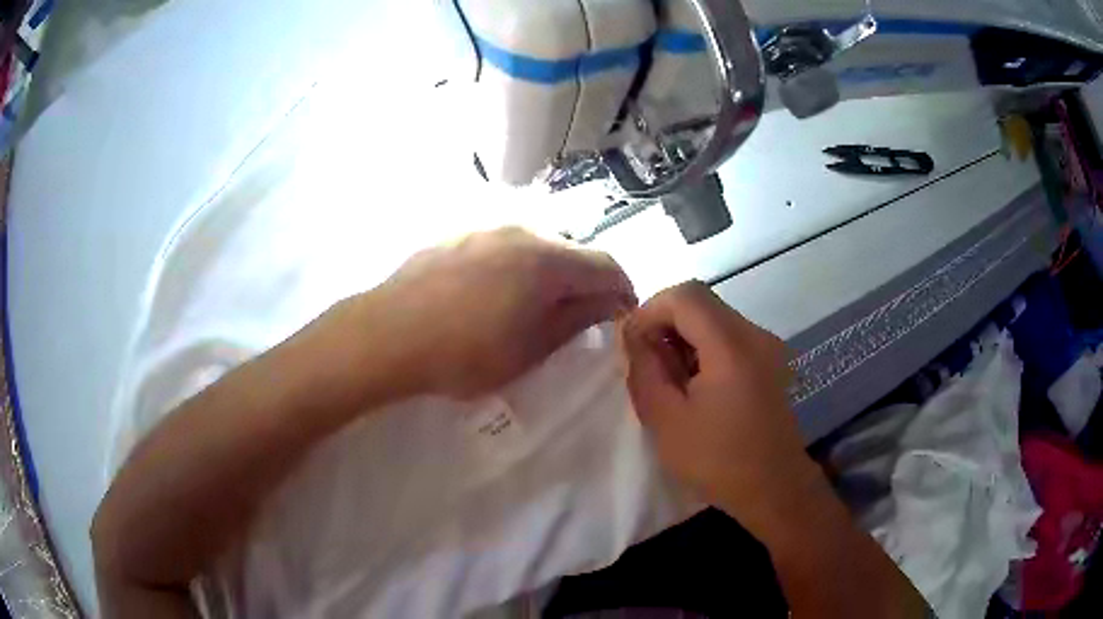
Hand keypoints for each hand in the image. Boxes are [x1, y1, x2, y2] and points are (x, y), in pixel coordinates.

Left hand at [344, 227, 635, 398]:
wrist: (387, 335)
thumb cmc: (466, 353)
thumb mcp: (532, 348)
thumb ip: (577, 319)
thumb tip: (609, 301)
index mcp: (548, 259)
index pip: (607, 265)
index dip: (623, 291)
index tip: (622, 316)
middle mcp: (521, 231)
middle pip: (571, 252)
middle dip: (585, 282)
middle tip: (579, 317)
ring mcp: (485, 229)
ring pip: (535, 247)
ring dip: (549, 273)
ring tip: (534, 306)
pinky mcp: (456, 236)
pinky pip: (502, 247)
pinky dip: (515, 267)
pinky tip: (493, 294)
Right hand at [621, 281, 816, 531]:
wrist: (774, 488)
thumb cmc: (718, 461)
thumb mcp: (666, 420)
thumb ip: (644, 369)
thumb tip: (632, 334)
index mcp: (732, 347)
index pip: (685, 296)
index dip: (651, 310)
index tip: (634, 344)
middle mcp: (755, 335)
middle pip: (701, 302)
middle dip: (666, 323)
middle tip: (648, 363)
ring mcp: (767, 346)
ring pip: (714, 318)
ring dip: (684, 336)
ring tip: (670, 378)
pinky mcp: (770, 360)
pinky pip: (729, 336)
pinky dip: (704, 348)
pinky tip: (696, 385)